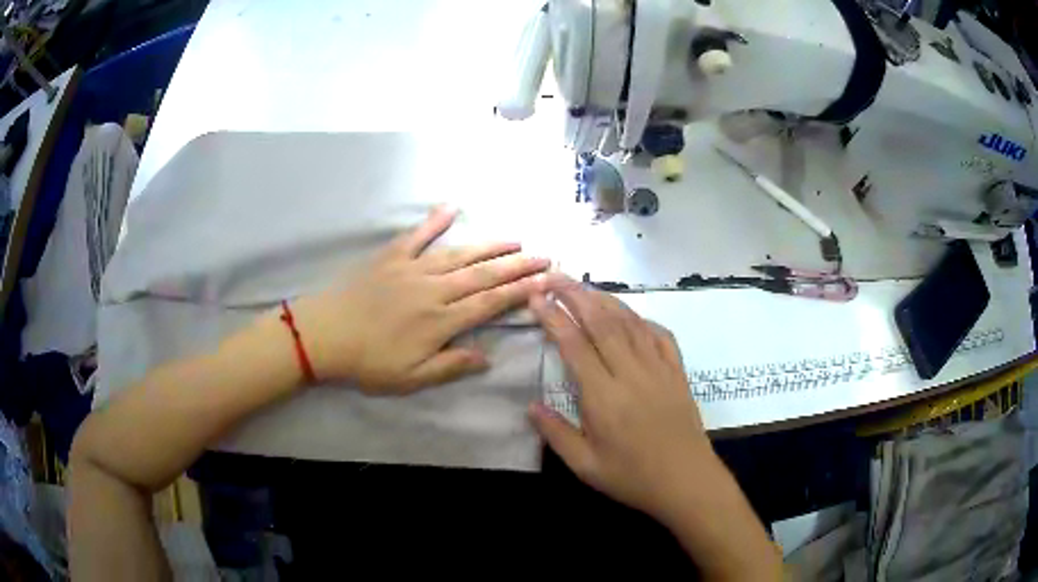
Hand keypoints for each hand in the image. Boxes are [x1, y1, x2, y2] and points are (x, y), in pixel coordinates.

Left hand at [291, 207, 549, 393]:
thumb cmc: (368, 362)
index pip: (489, 303)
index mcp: (440, 321)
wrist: (325, 335)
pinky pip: (417, 235)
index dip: (519, 291)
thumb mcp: (411, 378)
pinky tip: (451, 207)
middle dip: (517, 265)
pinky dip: (434, 221)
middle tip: (544, 256)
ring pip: (459, 254)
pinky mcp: (391, 257)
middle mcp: (434, 290)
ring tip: (515, 239)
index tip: (544, 281)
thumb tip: (487, 358)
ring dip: (489, 246)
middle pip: (483, 274)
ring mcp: (412, 269)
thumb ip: (451, 366)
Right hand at [528, 274, 711, 519]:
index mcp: (604, 397)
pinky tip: (632, 316)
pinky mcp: (678, 372)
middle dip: (576, 294)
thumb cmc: (633, 478)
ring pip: (630, 323)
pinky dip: (643, 319)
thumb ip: (556, 434)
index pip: (574, 345)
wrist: (687, 482)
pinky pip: (661, 335)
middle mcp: (632, 373)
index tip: (536, 297)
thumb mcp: (585, 466)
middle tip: (554, 276)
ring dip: (606, 299)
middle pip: (602, 322)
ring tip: (584, 285)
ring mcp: (659, 369)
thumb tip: (530, 406)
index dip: (553, 317)